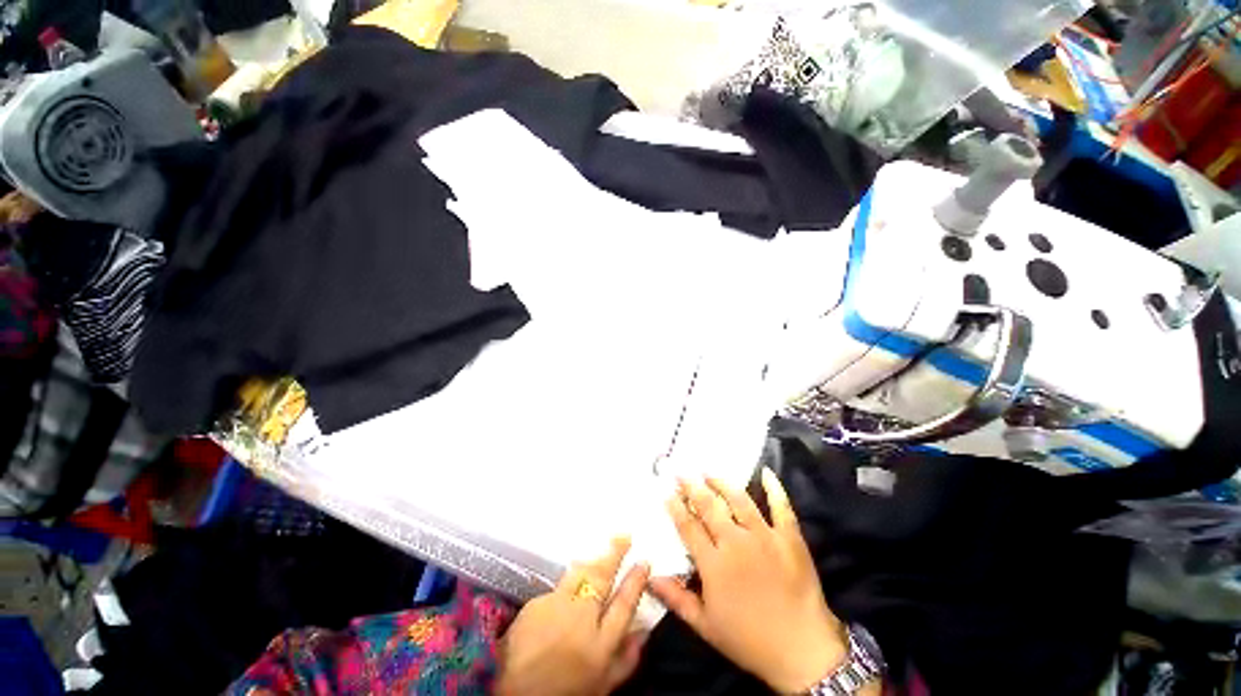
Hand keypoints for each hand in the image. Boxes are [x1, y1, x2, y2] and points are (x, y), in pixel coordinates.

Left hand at [496, 538, 650, 695]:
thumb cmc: (565, 691)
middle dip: (615, 554)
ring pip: (580, 574)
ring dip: (593, 562)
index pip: (625, 603)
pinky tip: (568, 594)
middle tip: (625, 536)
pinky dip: (568, 587)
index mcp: (601, 643)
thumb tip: (643, 631)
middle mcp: (581, 618)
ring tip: (603, 552)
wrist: (514, 694)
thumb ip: (626, 660)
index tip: (644, 561)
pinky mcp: (537, 602)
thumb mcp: (602, 685)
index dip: (636, 581)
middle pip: (602, 577)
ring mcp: (557, 606)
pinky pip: (559, 588)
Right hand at [649, 469, 848, 694]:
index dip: (676, 507)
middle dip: (693, 487)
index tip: (667, 492)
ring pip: (739, 499)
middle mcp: (736, 542)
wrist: (803, 651)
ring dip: (722, 482)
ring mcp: (764, 536)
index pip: (688, 527)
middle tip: (682, 473)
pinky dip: (774, 488)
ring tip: (709, 472)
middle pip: (710, 506)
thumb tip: (650, 577)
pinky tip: (766, 471)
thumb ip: (676, 599)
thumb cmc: (749, 640)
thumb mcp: (706, 626)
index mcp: (714, 564)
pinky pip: (781, 506)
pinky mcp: (789, 537)